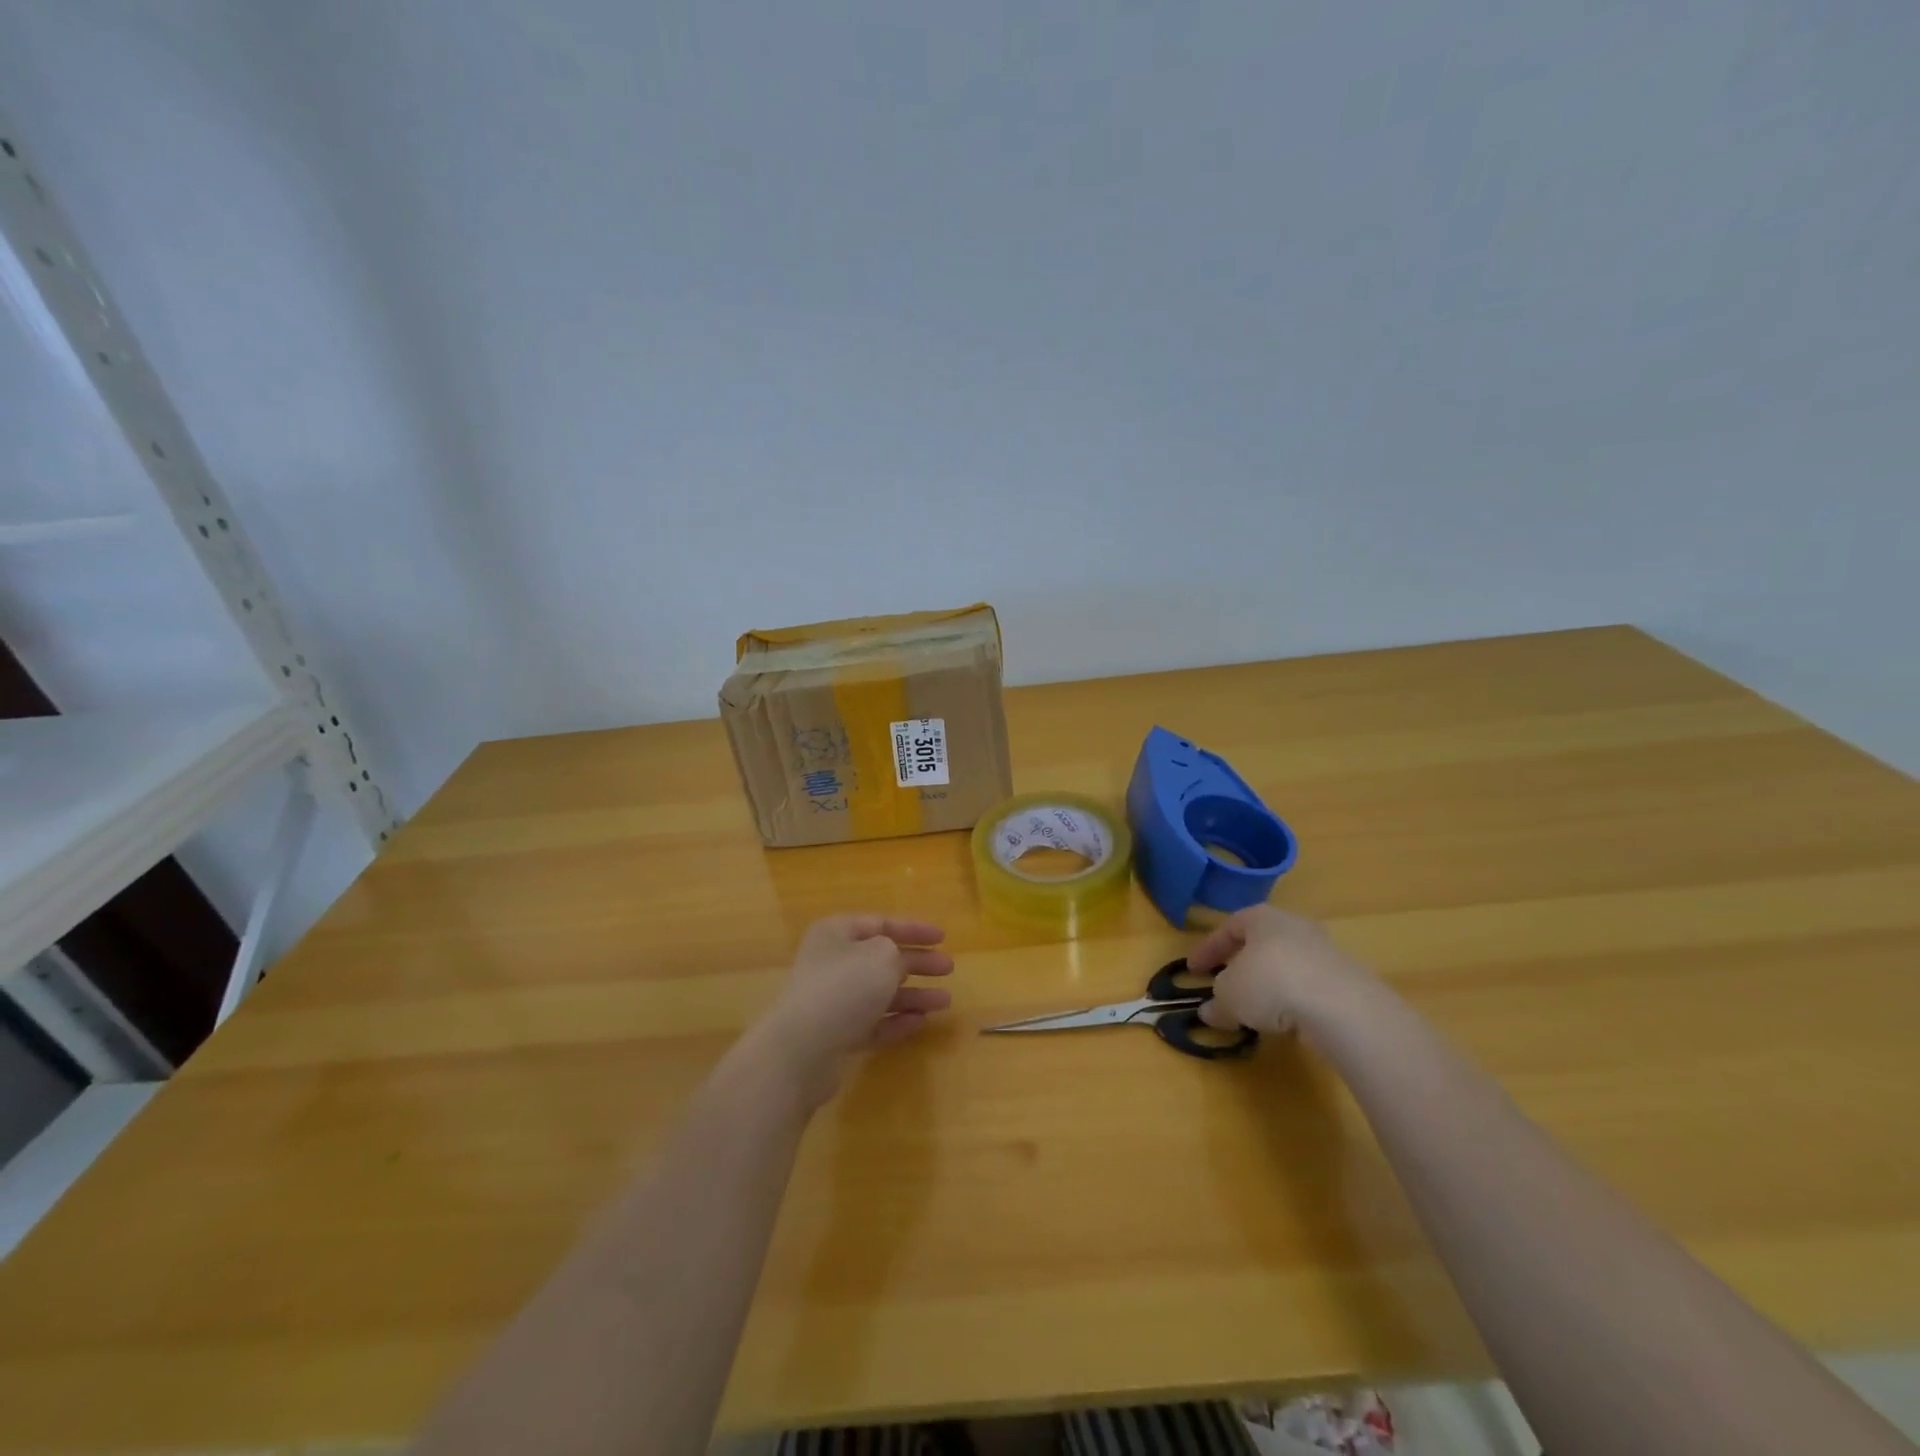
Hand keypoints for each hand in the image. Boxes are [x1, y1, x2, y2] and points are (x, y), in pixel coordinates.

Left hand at [754, 914, 954, 1097]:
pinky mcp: (836, 1034)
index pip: (881, 923)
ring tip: (944, 1001)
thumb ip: (898, 952)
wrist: (802, 1048)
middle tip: (948, 968)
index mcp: (837, 933)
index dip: (913, 928)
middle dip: (917, 963)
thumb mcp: (882, 956)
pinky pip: (872, 1022)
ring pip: (880, 992)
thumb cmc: (845, 987)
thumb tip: (896, 961)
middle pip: (882, 958)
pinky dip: (896, 1020)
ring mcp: (832, 1000)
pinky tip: (921, 1022)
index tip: (943, 937)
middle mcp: (832, 962)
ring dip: (913, 995)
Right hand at [1184, 905, 1372, 1035]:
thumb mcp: (1229, 995)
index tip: (1193, 970)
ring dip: (1267, 984)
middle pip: (1259, 943)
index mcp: (1261, 917)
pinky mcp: (1344, 980)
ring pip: (1285, 964)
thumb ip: (1217, 1002)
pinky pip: (1307, 986)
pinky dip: (1291, 1000)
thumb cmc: (1270, 983)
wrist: (1340, 1006)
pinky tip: (1284, 1021)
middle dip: (1240, 964)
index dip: (1208, 949)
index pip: (1228, 928)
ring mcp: (1323, 951)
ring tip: (1255, 1009)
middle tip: (1225, 984)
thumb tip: (1210, 1012)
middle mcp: (1293, 926)